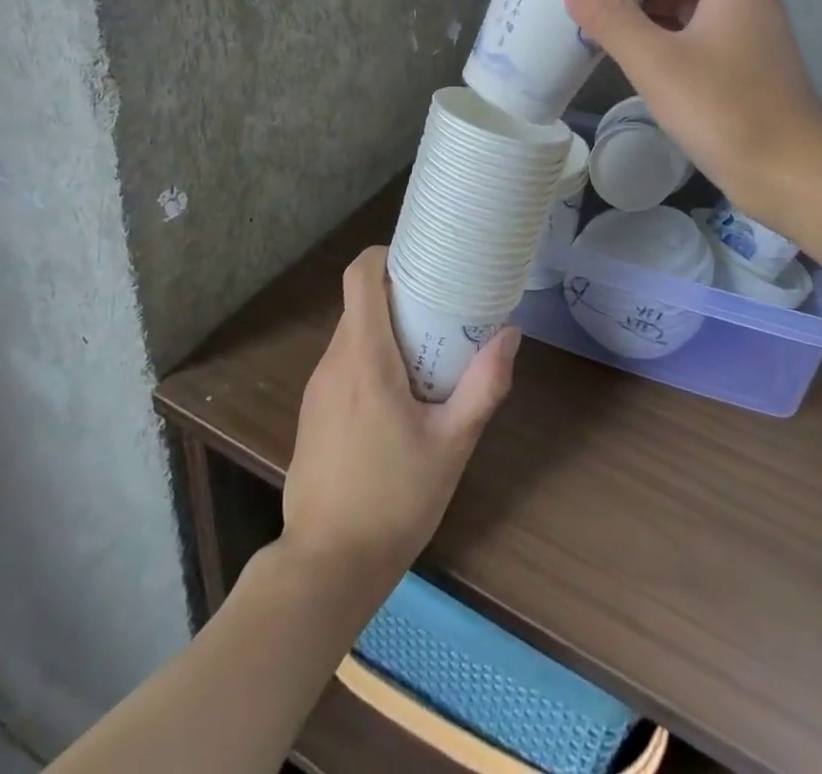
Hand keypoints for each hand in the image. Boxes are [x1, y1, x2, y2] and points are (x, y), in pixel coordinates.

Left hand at [280, 246, 519, 586]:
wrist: (326, 565)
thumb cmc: (394, 500)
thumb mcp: (452, 445)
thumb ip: (483, 387)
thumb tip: (510, 335)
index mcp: (365, 358)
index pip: (360, 276)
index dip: (385, 255)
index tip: (422, 259)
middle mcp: (334, 361)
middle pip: (360, 302)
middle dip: (398, 294)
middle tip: (442, 307)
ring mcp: (317, 387)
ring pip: (352, 334)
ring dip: (386, 329)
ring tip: (428, 350)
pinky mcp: (312, 412)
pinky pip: (343, 364)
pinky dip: (371, 358)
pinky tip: (399, 395)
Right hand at [561, 0, 821, 222]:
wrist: (792, 176)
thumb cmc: (726, 112)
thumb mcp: (656, 62)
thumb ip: (610, 15)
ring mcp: (748, 26)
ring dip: (650, 1)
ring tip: (606, 27)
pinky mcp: (744, 58)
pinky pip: (699, 24)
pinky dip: (665, 28)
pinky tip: (636, 55)